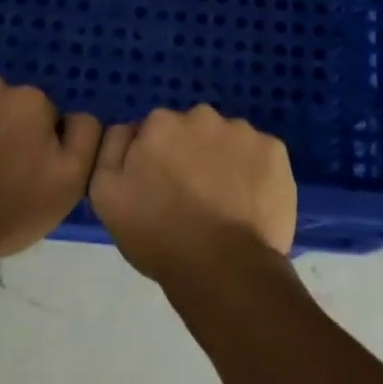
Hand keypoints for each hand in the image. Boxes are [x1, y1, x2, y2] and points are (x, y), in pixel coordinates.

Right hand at [88, 104, 295, 286]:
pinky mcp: (275, 150)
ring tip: (224, 203)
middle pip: (192, 131)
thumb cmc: (159, 236)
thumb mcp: (106, 196)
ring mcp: (243, 131)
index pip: (155, 132)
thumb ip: (111, 150)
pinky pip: (259, 155)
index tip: (161, 188)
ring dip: (224, 161)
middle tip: (192, 197)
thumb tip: (128, 130)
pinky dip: (255, 172)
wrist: (223, 267)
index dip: (157, 160)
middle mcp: (202, 116)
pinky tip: (249, 202)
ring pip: (228, 141)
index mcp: (160, 123)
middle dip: (191, 154)